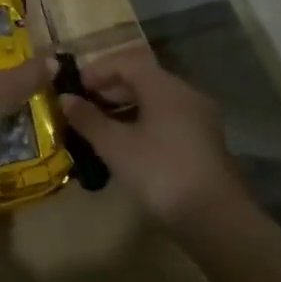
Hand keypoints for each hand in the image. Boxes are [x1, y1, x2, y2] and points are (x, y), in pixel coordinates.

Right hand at [58, 50, 244, 226]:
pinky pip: (167, 119)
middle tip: (82, 107)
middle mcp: (185, 94)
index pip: (125, 62)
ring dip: (125, 108)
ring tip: (99, 126)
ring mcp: (198, 118)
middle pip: (142, 79)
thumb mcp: (115, 146)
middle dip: (109, 90)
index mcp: (164, 87)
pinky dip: (143, 122)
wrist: (215, 218)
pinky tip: (126, 144)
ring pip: (155, 101)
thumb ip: (88, 119)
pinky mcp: (203, 142)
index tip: (73, 88)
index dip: (96, 71)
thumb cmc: (160, 172)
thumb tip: (65, 99)